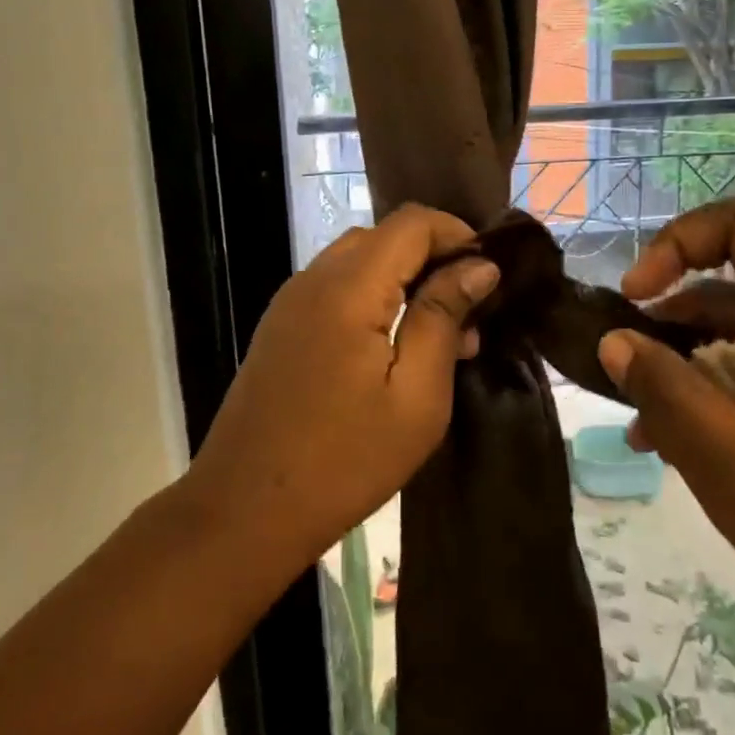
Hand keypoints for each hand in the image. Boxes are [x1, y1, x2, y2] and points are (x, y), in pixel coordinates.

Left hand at [187, 205, 498, 567]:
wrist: (244, 512)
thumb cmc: (344, 461)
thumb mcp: (416, 396)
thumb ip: (443, 317)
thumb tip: (478, 265)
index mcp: (349, 287)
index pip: (412, 222)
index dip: (457, 234)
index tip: (490, 274)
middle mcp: (315, 278)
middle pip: (386, 236)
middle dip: (435, 259)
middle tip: (470, 313)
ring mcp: (291, 301)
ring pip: (361, 261)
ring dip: (406, 280)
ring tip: (442, 338)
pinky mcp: (282, 327)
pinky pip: (337, 288)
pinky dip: (375, 298)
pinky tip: (395, 349)